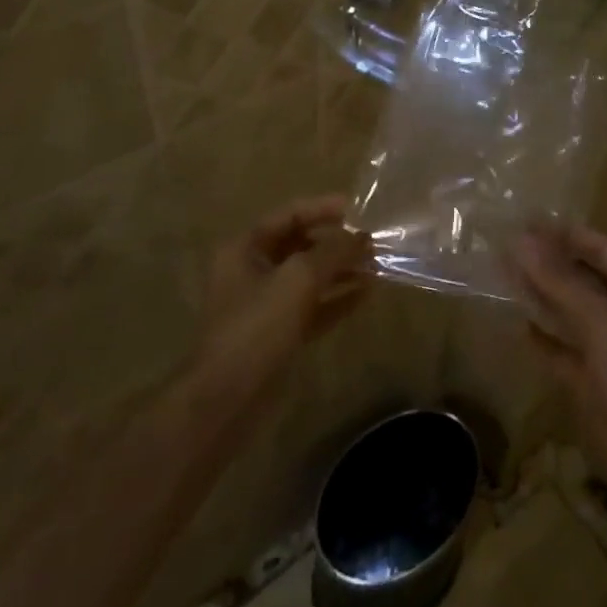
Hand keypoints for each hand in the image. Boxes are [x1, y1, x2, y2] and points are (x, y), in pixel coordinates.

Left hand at [195, 195, 368, 400]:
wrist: (228, 398)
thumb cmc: (258, 326)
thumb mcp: (298, 278)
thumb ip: (333, 251)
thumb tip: (362, 237)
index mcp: (245, 249)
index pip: (289, 215)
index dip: (324, 208)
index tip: (359, 209)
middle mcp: (253, 271)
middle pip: (301, 245)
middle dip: (337, 242)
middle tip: (373, 241)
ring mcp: (266, 305)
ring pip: (310, 278)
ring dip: (342, 270)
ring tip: (378, 265)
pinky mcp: (279, 334)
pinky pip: (313, 307)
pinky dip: (337, 298)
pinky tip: (367, 293)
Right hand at [510, 223, 606, 509]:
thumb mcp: (601, 321)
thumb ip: (561, 280)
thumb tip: (521, 238)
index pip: (601, 248)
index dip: (567, 234)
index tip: (527, 222)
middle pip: (583, 277)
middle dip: (549, 262)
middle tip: (506, 245)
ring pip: (570, 312)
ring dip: (542, 295)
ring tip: (503, 275)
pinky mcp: (592, 383)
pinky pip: (563, 351)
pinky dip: (543, 338)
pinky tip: (517, 326)